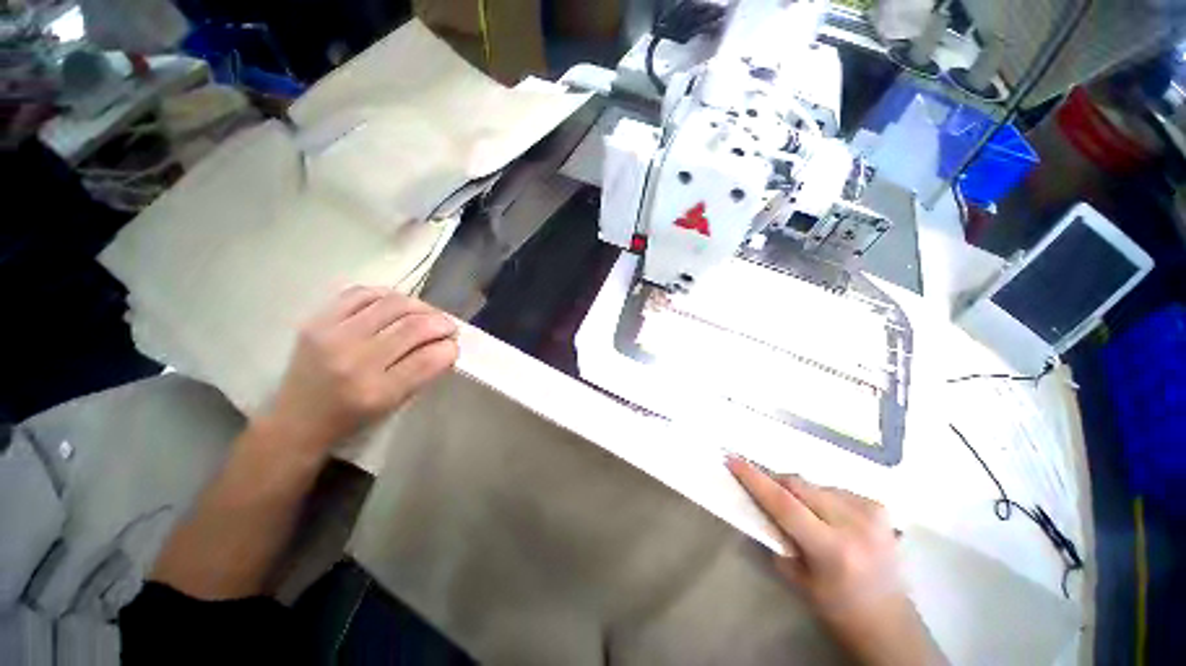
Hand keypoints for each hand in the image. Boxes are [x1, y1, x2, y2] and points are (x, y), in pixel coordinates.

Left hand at [261, 286, 458, 455]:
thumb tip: (446, 344)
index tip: (454, 345)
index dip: (450, 348)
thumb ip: (423, 373)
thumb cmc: (352, 418)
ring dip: (420, 306)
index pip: (430, 358)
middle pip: (415, 326)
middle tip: (448, 327)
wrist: (296, 420)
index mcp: (378, 392)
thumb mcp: (394, 404)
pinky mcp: (317, 321)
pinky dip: (387, 295)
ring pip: (393, 304)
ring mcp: (333, 336)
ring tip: (426, 314)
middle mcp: (355, 361)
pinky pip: (361, 293)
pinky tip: (396, 305)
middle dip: (442, 323)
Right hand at [727, 457, 938, 665]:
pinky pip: (834, 488)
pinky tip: (827, 516)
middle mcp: (854, 525)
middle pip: (799, 485)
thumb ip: (776, 537)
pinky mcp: (880, 507)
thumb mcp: (798, 579)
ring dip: (800, 492)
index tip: (733, 459)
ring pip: (815, 484)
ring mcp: (871, 513)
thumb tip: (757, 504)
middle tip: (763, 489)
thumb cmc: (838, 609)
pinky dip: (821, 496)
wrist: (891, 623)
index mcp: (832, 550)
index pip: (784, 504)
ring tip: (802, 514)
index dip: (754, 479)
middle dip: (776, 483)